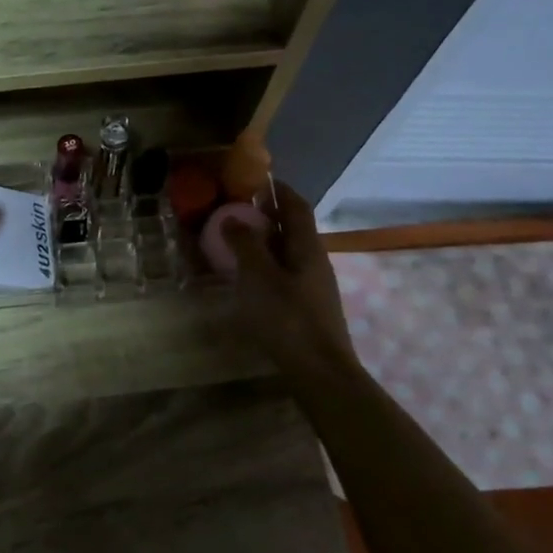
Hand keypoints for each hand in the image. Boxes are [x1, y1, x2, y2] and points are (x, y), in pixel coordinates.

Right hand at [222, 182, 353, 373]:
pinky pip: (285, 274)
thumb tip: (233, 217)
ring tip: (236, 243)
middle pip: (294, 229)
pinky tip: (249, 279)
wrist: (320, 372)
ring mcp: (314, 286)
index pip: (296, 206)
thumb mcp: (259, 277)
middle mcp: (315, 261)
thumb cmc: (288, 318)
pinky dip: (267, 266)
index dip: (278, 189)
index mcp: (307, 247)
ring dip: (266, 242)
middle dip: (268, 215)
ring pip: (289, 253)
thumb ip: (245, 245)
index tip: (255, 180)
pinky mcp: (307, 308)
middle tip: (237, 211)